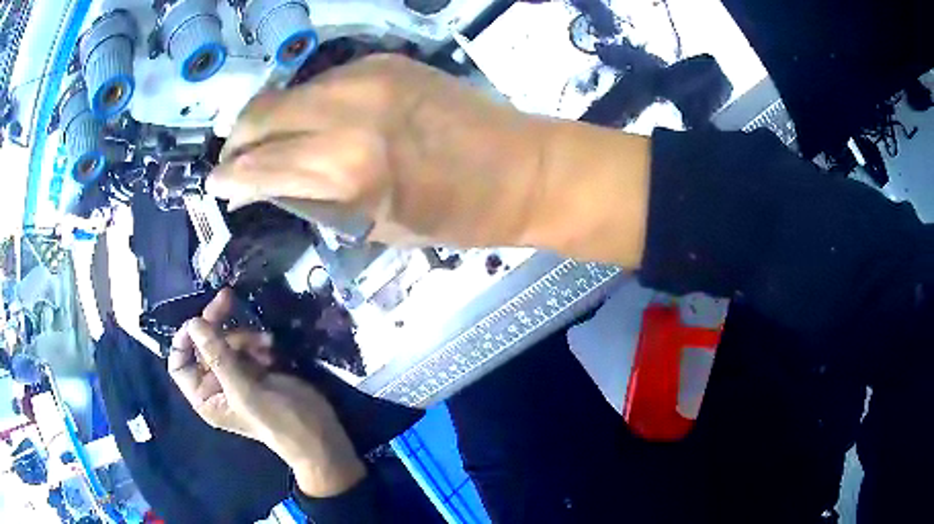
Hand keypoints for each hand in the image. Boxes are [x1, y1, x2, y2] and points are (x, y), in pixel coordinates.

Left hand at [168, 289, 365, 496]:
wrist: (317, 432)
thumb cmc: (277, 419)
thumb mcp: (244, 389)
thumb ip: (218, 356)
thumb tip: (193, 323)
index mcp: (205, 395)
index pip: (179, 363)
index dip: (183, 340)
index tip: (198, 321)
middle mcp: (216, 384)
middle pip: (204, 344)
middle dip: (216, 325)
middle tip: (227, 298)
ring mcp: (236, 375)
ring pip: (227, 340)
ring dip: (244, 336)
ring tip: (265, 344)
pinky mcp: (256, 368)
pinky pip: (246, 344)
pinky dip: (258, 342)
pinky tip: (271, 349)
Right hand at [208, 55, 649, 265]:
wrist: (522, 168)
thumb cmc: (456, 215)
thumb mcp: (376, 226)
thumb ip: (314, 200)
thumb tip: (266, 186)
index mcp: (349, 170)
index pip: (262, 165)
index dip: (231, 176)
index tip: (215, 183)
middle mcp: (349, 112)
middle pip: (262, 114)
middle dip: (238, 139)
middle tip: (234, 159)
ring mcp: (368, 78)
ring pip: (289, 92)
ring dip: (269, 118)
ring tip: (268, 140)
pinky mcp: (385, 61)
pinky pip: (324, 81)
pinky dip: (307, 102)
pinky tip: (314, 120)